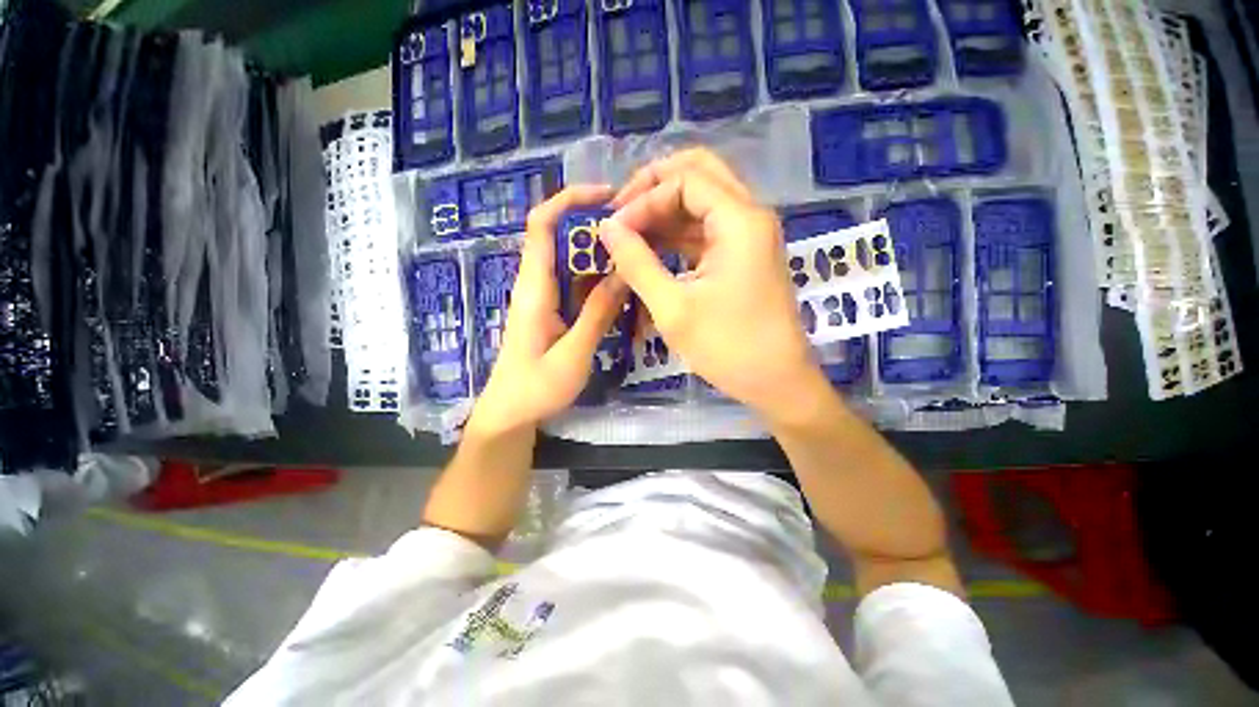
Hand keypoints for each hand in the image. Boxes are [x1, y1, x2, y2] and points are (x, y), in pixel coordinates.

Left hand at [469, 185, 629, 435]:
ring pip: (573, 262)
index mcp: (534, 288)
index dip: (569, 200)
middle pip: (562, 238)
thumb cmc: (535, 389)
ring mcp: (546, 299)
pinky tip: (623, 285)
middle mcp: (537, 284)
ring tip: (637, 254)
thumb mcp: (573, 354)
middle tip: (637, 230)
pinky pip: (577, 285)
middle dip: (596, 227)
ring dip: (601, 254)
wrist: (510, 415)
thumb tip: (624, 274)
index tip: (607, 195)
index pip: (542, 225)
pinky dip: (599, 279)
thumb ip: (597, 314)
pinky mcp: (554, 312)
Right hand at [600, 149, 827, 423]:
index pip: (685, 180)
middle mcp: (750, 217)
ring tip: (629, 233)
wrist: (777, 382)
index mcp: (740, 221)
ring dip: (665, 211)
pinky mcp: (744, 256)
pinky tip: (652, 249)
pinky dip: (678, 234)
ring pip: (703, 201)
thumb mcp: (673, 308)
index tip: (614, 229)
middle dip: (655, 187)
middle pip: (700, 174)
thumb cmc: (728, 347)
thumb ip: (637, 263)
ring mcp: (749, 236)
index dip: (644, 198)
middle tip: (621, 212)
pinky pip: (707, 229)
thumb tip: (606, 228)